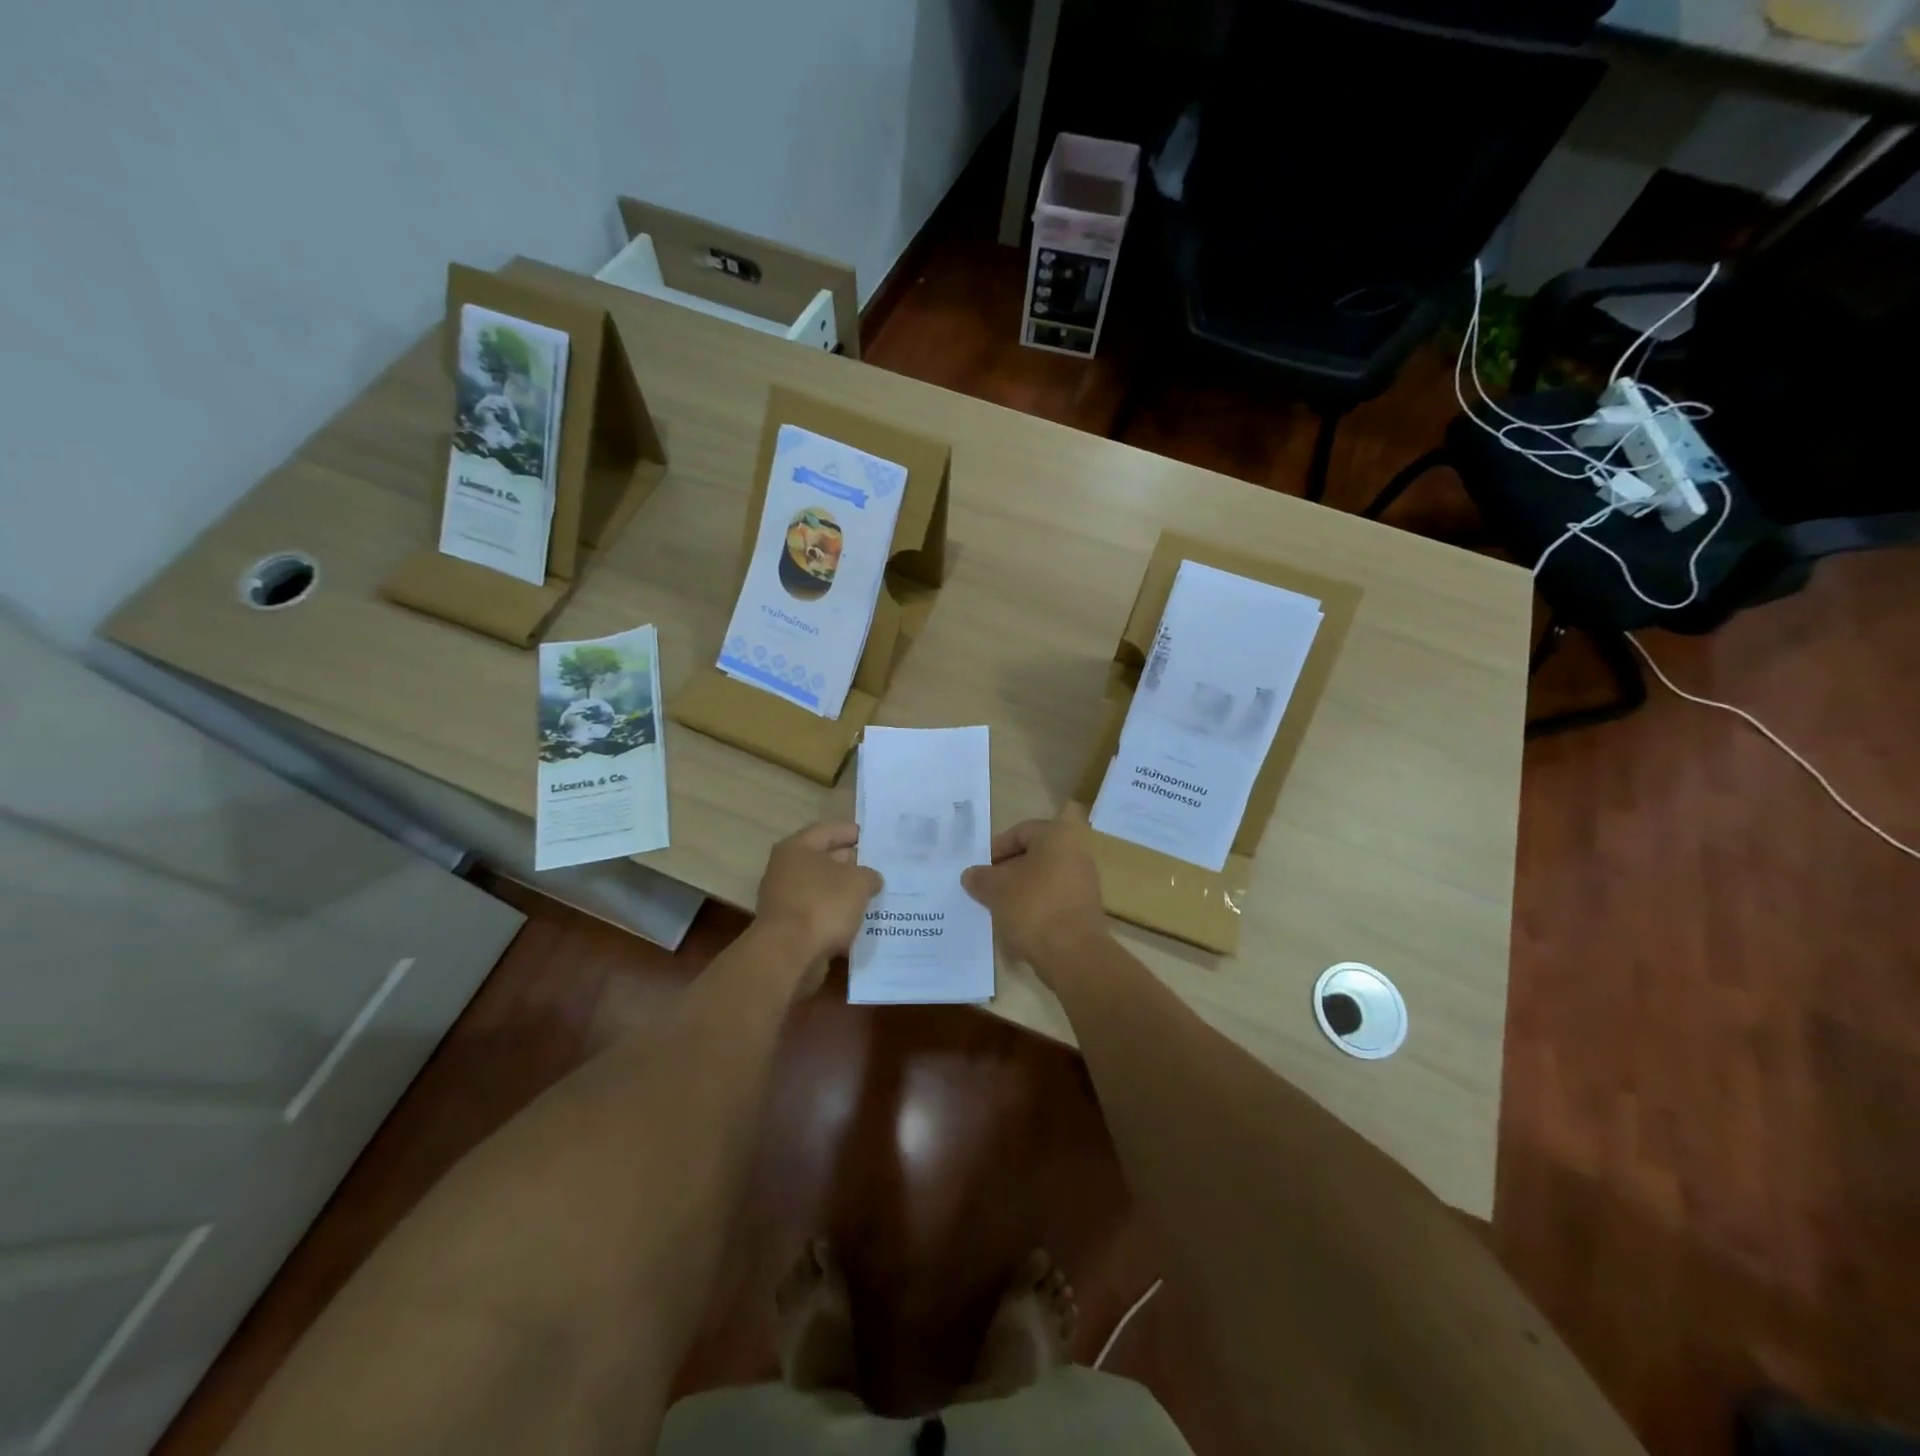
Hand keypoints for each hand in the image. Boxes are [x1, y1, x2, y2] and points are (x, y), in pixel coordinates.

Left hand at [754, 822, 882, 990]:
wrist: (788, 955)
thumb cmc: (823, 905)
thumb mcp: (858, 882)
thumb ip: (869, 875)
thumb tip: (870, 879)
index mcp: (797, 848)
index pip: (830, 831)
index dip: (854, 833)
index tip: (877, 839)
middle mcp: (787, 870)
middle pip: (825, 860)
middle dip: (854, 865)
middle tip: (882, 868)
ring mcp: (786, 900)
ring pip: (824, 890)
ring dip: (847, 893)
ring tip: (877, 896)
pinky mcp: (790, 928)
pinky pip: (820, 915)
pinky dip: (838, 917)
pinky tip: (861, 923)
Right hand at [961, 817, 1108, 979]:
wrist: (1073, 954)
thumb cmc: (1033, 908)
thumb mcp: (996, 889)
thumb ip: (980, 878)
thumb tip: (971, 875)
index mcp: (1058, 836)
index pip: (1019, 833)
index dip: (995, 850)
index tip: (980, 871)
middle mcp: (1077, 853)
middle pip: (1032, 857)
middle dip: (1006, 873)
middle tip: (986, 890)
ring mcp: (1084, 882)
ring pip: (1042, 881)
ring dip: (1019, 893)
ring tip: (998, 910)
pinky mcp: (1085, 910)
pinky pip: (1053, 901)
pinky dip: (1034, 909)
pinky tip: (1017, 926)